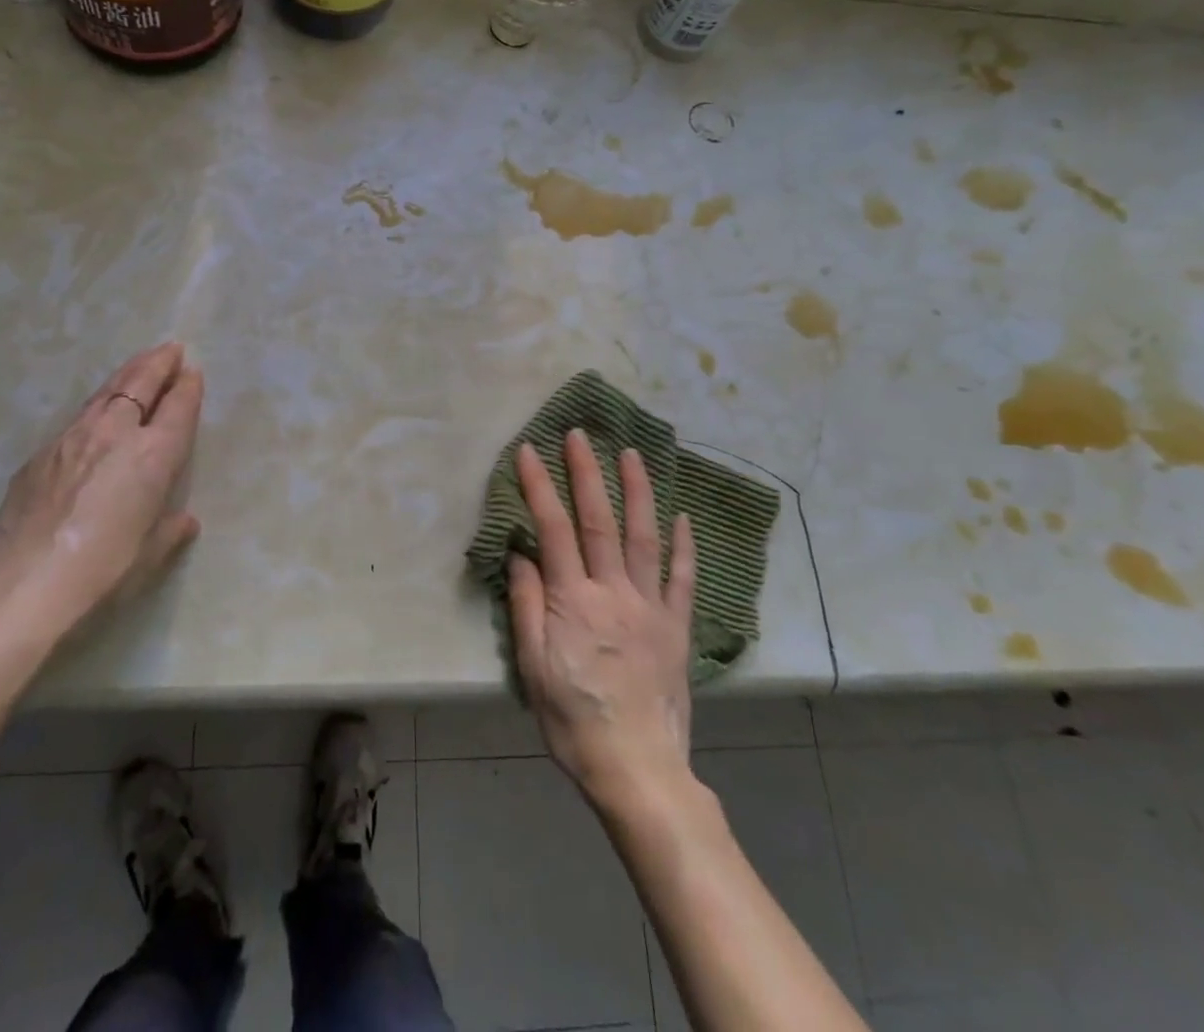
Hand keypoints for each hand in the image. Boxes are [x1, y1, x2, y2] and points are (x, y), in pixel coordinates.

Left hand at [0, 342, 204, 635]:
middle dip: (158, 363)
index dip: (188, 386)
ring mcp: (74, 438)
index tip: (194, 371)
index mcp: (153, 455)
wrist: (24, 583)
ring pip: (106, 392)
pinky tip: (96, 414)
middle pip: (140, 383)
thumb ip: (170, 530)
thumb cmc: (103, 571)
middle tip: (171, 349)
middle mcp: (115, 434)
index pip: (177, 407)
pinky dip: (97, 406)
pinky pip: (78, 417)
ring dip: (127, 374)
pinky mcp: (42, 452)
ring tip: (139, 364)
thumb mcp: (149, 554)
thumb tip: (184, 521)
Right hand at [509, 431, 696, 813]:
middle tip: (579, 433)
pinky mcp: (676, 627)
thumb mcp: (532, 667)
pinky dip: (683, 546)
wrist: (638, 770)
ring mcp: (650, 607)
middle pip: (598, 521)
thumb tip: (520, 553)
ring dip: (637, 492)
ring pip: (644, 537)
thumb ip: (527, 605)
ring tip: (632, 453)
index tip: (529, 451)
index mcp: (572, 601)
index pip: (553, 529)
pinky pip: (682, 579)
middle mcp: (613, 592)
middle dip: (586, 472)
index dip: (539, 486)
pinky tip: (682, 516)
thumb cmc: (573, 720)